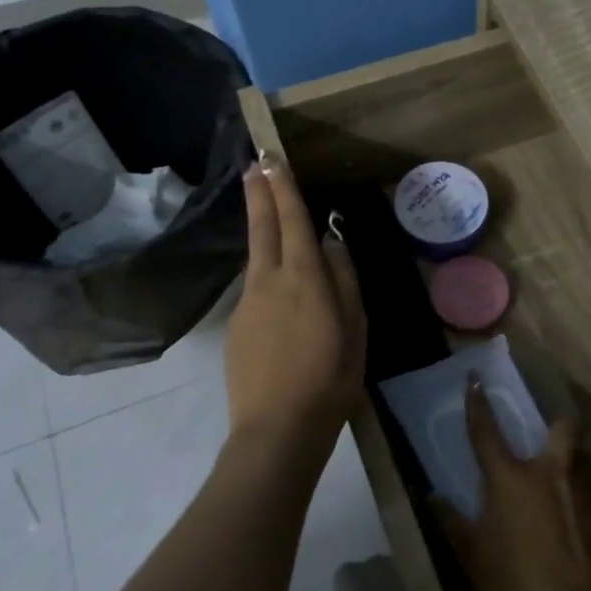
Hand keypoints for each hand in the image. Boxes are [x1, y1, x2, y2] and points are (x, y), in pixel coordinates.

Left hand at [224, 158, 366, 467]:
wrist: (276, 430)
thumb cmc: (330, 378)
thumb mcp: (355, 328)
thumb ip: (344, 280)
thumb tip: (333, 244)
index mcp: (304, 278)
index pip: (293, 221)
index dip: (283, 188)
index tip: (273, 160)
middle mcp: (269, 281)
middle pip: (262, 228)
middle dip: (258, 193)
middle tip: (253, 164)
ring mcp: (247, 304)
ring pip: (257, 259)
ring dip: (263, 232)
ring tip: (271, 218)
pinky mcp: (236, 328)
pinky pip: (256, 291)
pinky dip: (267, 279)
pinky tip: (282, 300)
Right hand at [437, 375, 590, 590]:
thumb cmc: (514, 584)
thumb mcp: (472, 558)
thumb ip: (452, 523)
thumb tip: (432, 498)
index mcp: (511, 478)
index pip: (487, 431)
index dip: (478, 403)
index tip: (475, 379)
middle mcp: (552, 471)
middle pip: (563, 427)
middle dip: (558, 426)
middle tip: (546, 443)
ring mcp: (584, 490)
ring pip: (582, 457)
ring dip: (571, 462)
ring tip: (561, 486)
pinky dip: (582, 494)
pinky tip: (575, 521)